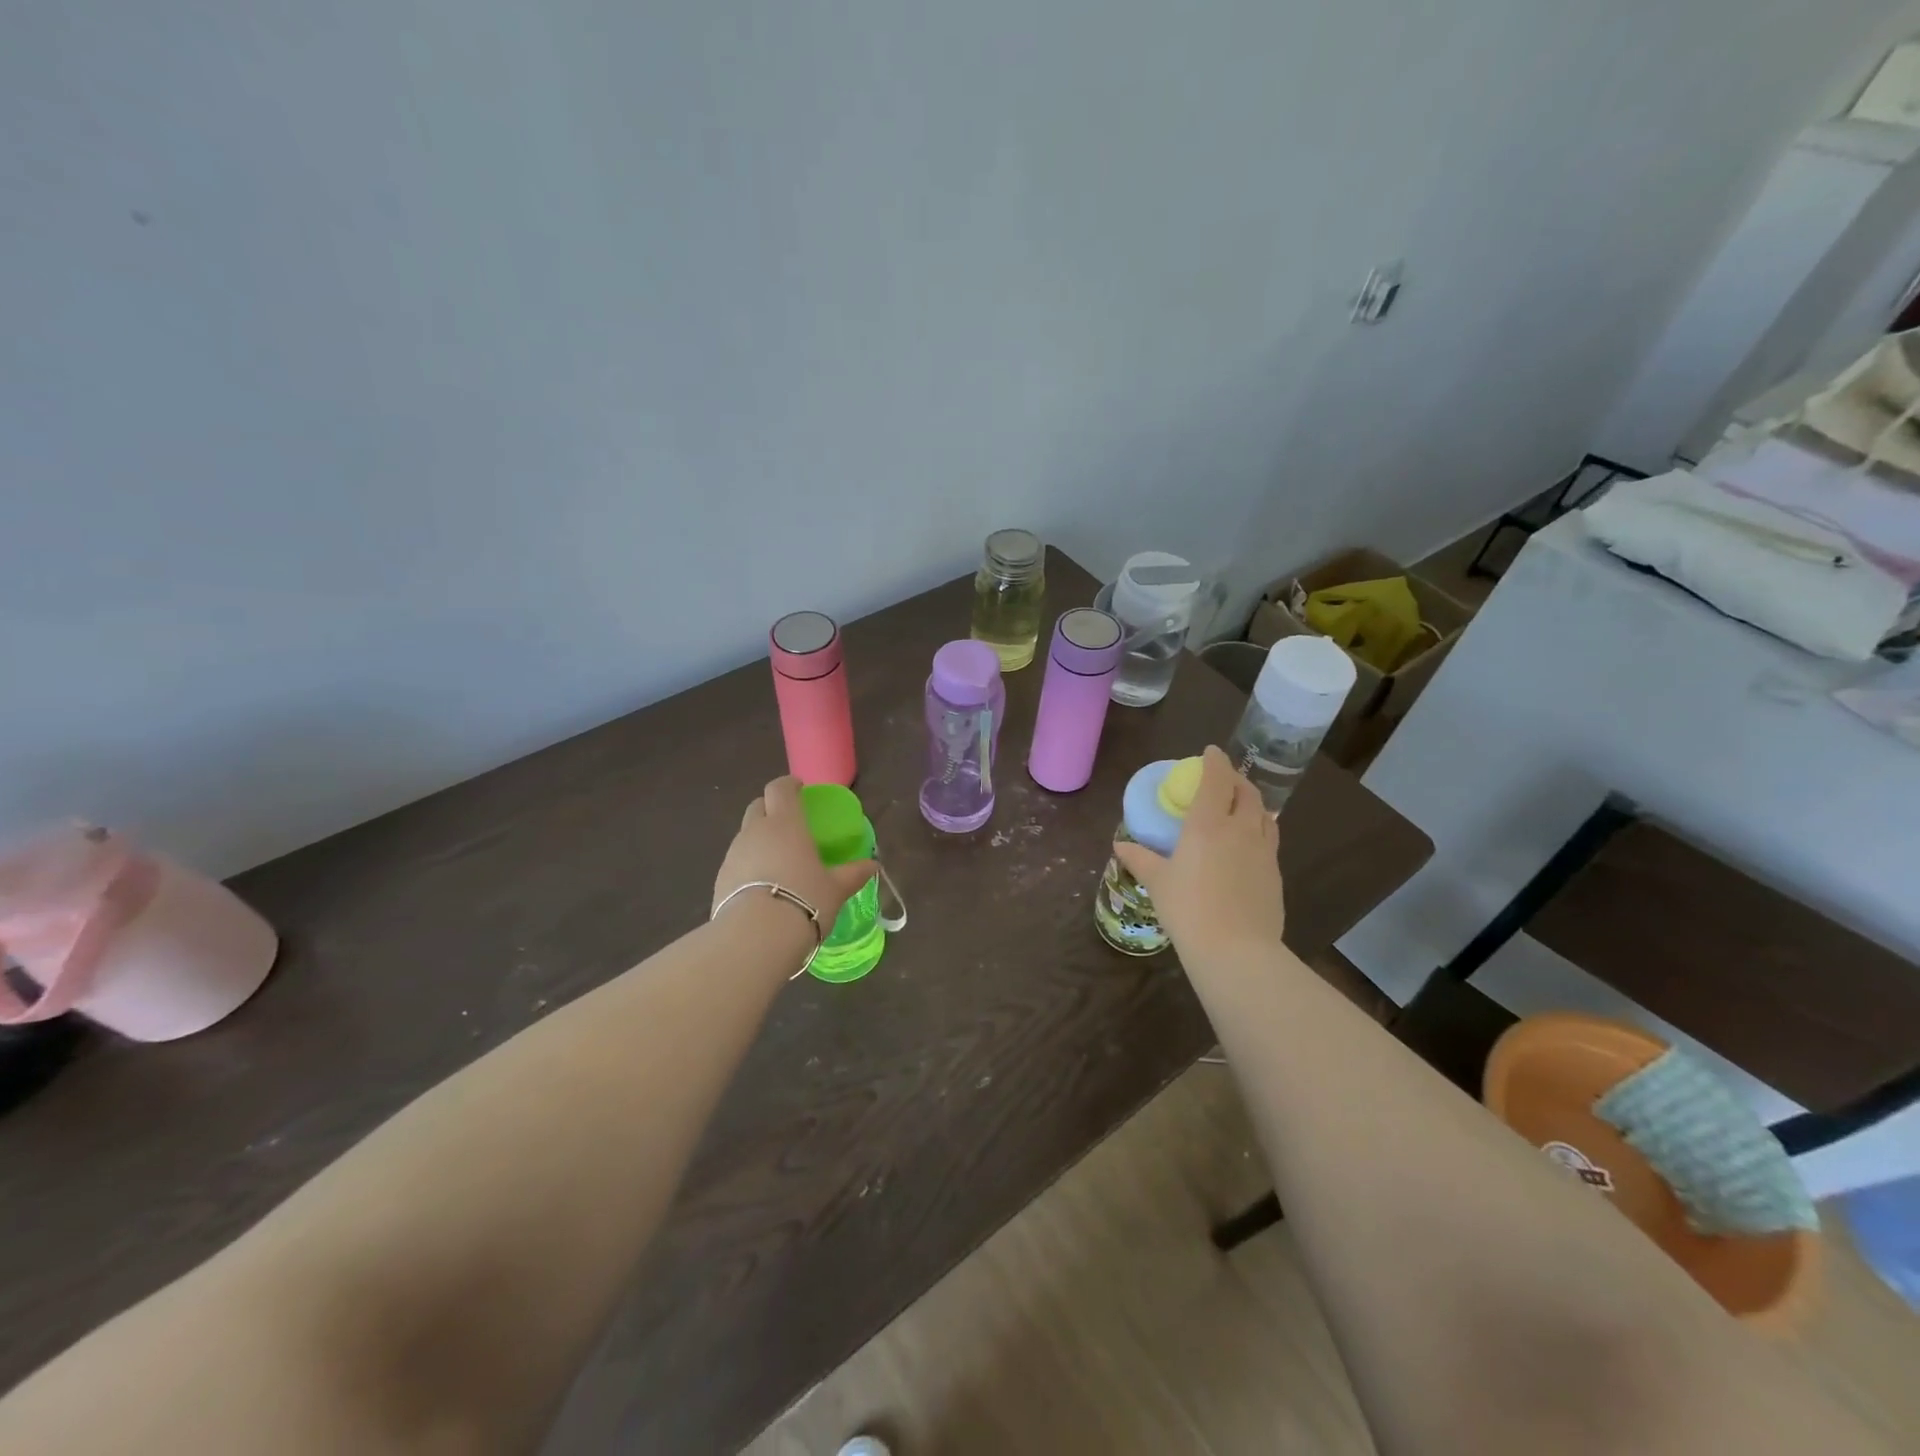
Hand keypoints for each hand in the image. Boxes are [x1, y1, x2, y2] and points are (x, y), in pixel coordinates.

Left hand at [713, 776, 876, 942]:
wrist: (756, 937)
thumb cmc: (804, 900)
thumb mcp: (836, 889)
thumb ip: (853, 874)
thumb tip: (873, 866)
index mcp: (785, 823)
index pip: (780, 788)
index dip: (789, 784)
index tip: (799, 789)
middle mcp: (755, 831)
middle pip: (758, 806)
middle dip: (771, 808)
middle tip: (788, 823)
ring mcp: (733, 854)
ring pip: (745, 835)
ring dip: (759, 839)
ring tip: (777, 860)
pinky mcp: (719, 878)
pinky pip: (736, 862)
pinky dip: (748, 865)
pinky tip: (761, 887)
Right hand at [1112, 746, 1285, 963]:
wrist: (1236, 950)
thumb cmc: (1188, 910)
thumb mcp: (1157, 883)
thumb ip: (1140, 859)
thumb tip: (1120, 846)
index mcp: (1208, 824)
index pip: (1216, 780)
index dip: (1214, 761)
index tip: (1209, 752)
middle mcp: (1240, 829)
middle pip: (1246, 792)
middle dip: (1235, 779)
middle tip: (1222, 780)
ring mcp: (1263, 851)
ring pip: (1264, 813)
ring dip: (1252, 802)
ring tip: (1240, 806)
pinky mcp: (1275, 873)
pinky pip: (1270, 838)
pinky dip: (1260, 828)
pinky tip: (1249, 843)